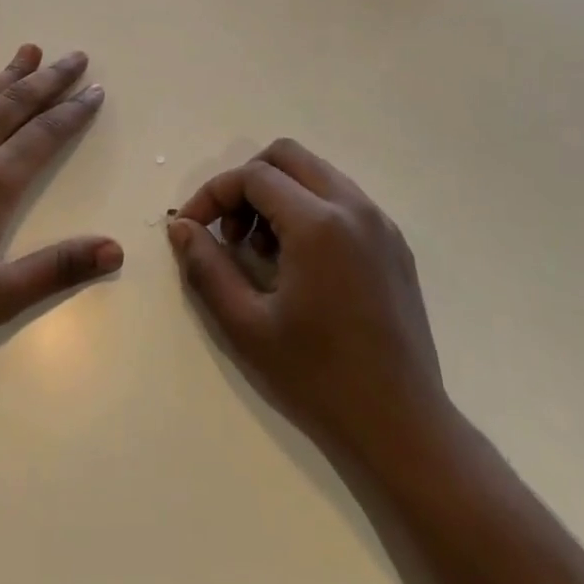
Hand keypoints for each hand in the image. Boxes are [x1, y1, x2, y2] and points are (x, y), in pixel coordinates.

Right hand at [167, 138, 451, 462]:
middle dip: (247, 183)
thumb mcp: (246, 325)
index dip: (213, 194)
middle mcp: (354, 208)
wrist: (402, 427)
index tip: (192, 228)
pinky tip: (300, 263)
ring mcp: (380, 223)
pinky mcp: (394, 244)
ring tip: (263, 252)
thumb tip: (181, 227)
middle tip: (231, 233)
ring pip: (316, 174)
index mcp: (319, 223)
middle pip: (287, 156)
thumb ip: (206, 267)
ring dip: (279, 195)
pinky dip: (309, 209)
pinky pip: (341, 200)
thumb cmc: (318, 378)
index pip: (253, 176)